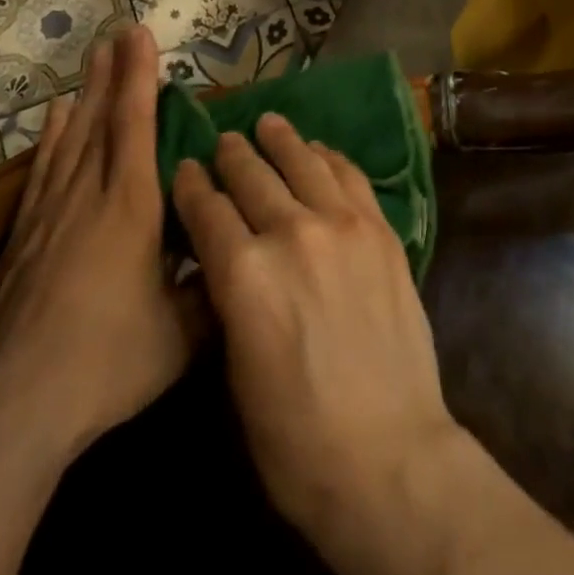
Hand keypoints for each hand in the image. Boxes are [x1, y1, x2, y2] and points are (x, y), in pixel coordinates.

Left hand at [0, 24, 203, 469]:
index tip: (141, 36)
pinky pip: (43, 171)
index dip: (139, 78)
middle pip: (101, 120)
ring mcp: (50, 215)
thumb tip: (243, 259)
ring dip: (85, 94)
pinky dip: (51, 139)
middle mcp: (88, 196)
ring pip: (70, 139)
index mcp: (130, 207)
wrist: (13, 409)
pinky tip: (56, 120)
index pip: (135, 126)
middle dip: (113, 72)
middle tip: (118, 32)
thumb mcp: (183, 332)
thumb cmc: (109, 362)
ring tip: (92, 60)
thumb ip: (215, 287)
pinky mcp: (23, 239)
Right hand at [170, 113, 462, 541]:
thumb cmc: (295, 438)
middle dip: (232, 155)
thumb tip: (226, 260)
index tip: (185, 167)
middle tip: (223, 140)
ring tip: (268, 122)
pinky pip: (350, 177)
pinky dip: (330, 158)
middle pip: (252, 176)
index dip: (192, 185)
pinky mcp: (381, 230)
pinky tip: (319, 150)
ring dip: (281, 140)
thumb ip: (230, 299)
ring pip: (304, 163)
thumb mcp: (236, 369)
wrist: (388, 453)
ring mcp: (343, 226)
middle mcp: (291, 233)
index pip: (207, 210)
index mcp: (243, 274)